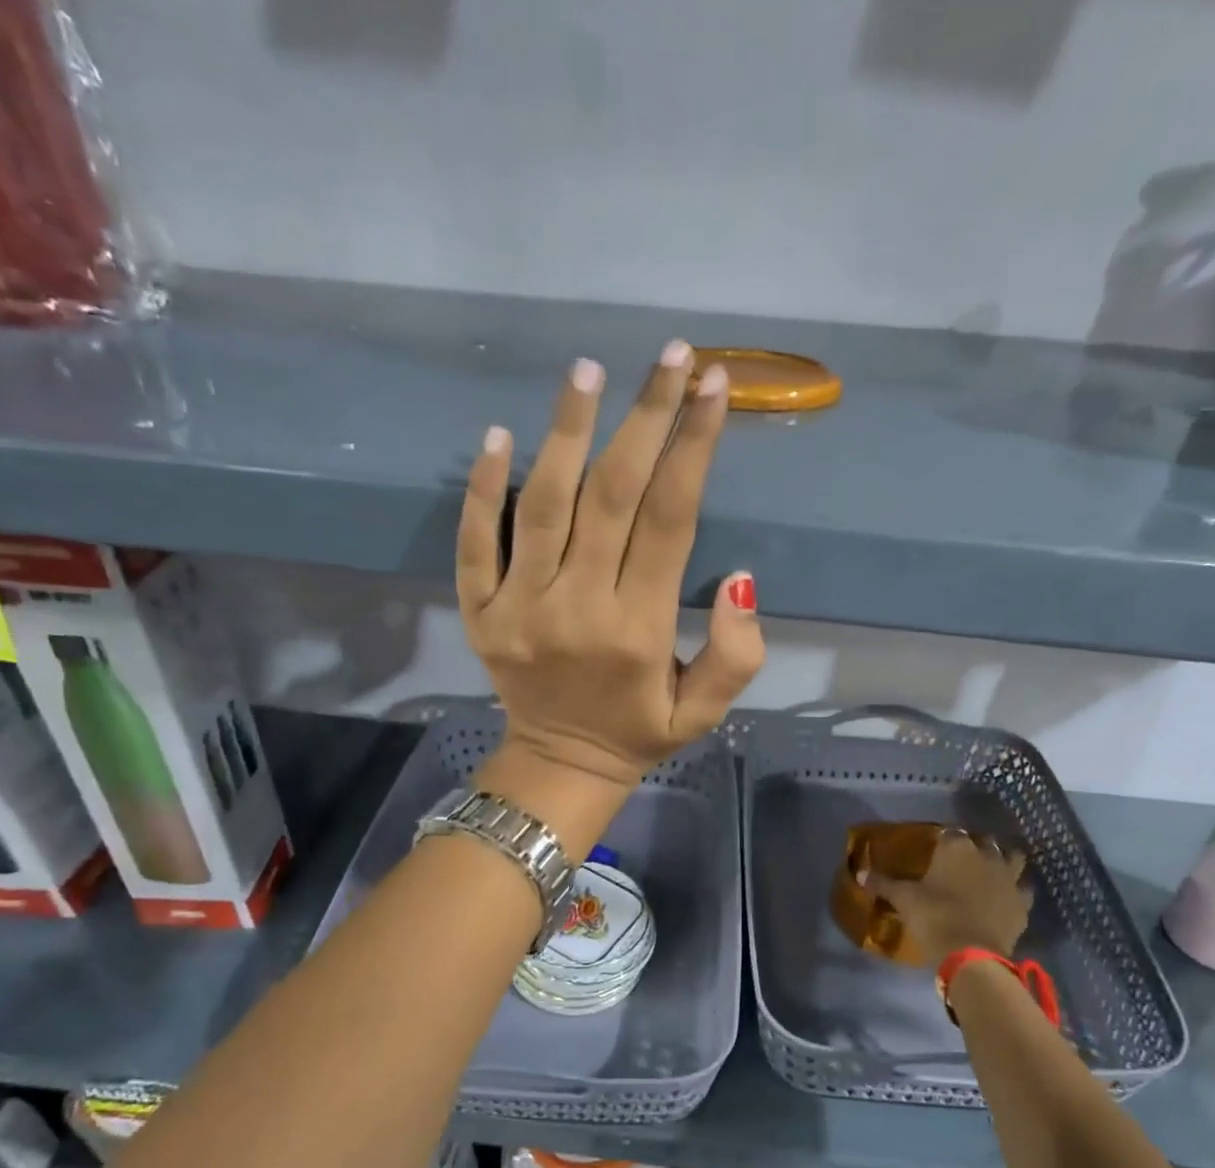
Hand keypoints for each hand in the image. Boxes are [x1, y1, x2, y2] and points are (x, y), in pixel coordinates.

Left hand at [457, 344, 765, 791]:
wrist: (559, 764)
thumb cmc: (638, 731)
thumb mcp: (703, 713)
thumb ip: (734, 655)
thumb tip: (739, 577)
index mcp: (639, 629)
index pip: (671, 519)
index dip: (693, 447)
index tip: (713, 386)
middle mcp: (578, 607)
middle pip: (613, 494)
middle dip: (646, 417)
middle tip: (669, 355)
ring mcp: (519, 606)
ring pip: (543, 503)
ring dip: (567, 431)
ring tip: (588, 370)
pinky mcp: (479, 610)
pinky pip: (474, 541)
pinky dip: (481, 488)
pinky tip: (498, 434)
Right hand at [862, 831, 1033, 965]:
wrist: (972, 955)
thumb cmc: (934, 917)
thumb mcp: (903, 899)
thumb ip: (883, 883)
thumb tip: (860, 874)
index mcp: (957, 847)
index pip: (951, 832)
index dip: (944, 840)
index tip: (935, 850)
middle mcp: (987, 854)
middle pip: (984, 841)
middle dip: (975, 846)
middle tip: (960, 861)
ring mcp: (1010, 878)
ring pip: (1014, 858)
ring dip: (1004, 860)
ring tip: (991, 871)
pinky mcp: (1023, 903)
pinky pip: (1024, 889)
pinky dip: (1017, 890)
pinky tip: (1007, 897)